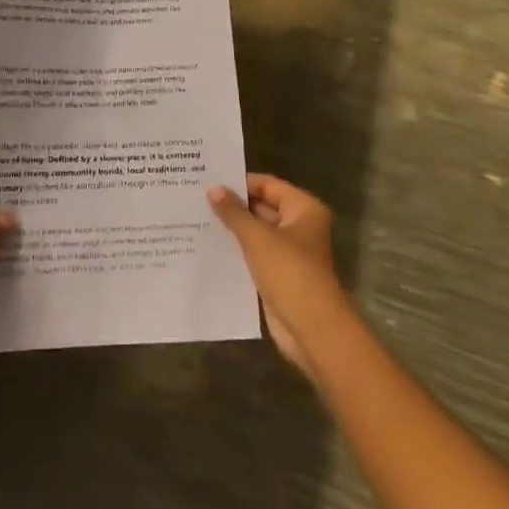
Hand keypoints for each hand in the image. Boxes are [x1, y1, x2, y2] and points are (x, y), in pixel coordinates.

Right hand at [208, 175, 346, 374]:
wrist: (311, 328)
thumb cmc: (289, 272)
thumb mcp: (257, 237)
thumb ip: (234, 212)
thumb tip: (214, 188)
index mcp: (304, 209)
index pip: (268, 185)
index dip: (241, 182)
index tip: (209, 179)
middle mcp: (300, 226)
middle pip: (263, 207)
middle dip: (234, 206)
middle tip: (198, 198)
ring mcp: (290, 252)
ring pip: (257, 233)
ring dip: (233, 229)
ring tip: (197, 219)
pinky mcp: (279, 275)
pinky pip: (254, 255)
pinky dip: (237, 251)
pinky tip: (209, 247)